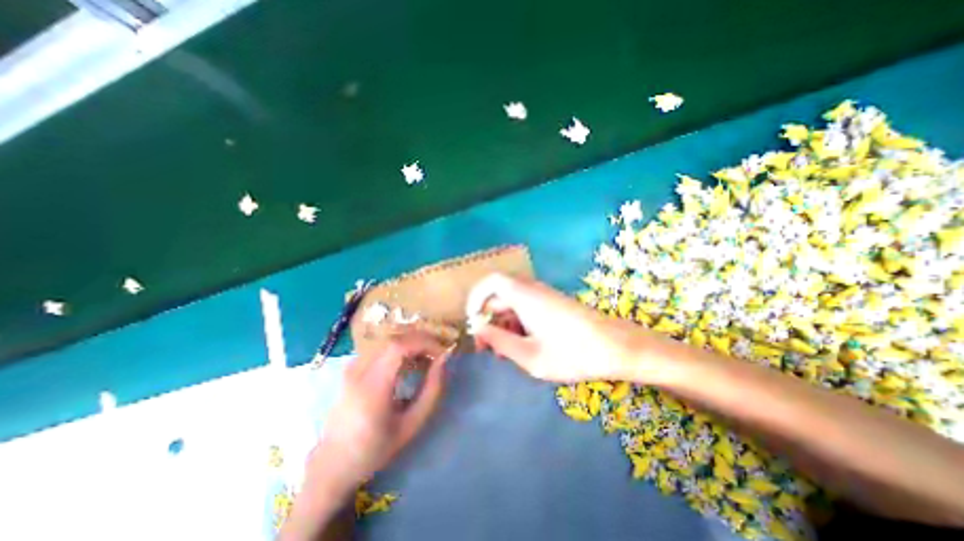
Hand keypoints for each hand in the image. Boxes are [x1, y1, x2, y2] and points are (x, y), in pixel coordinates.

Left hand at [306, 333, 450, 498]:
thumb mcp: (412, 424)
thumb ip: (432, 390)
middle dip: (422, 341)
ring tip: (426, 360)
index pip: (399, 346)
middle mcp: (359, 370)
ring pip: (389, 340)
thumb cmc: (375, 448)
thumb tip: (444, 359)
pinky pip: (381, 347)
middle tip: (437, 355)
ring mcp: (352, 366)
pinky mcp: (351, 367)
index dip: (425, 342)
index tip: (442, 353)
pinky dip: (400, 349)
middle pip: (395, 338)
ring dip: (412, 344)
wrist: (333, 464)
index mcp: (372, 387)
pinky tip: (408, 364)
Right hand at [468, 274, 655, 384]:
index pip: (490, 282)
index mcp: (524, 296)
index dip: (476, 298)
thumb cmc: (573, 353)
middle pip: (499, 296)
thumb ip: (500, 341)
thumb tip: (478, 329)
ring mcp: (544, 296)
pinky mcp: (552, 304)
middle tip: (487, 348)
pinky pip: (526, 308)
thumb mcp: (530, 355)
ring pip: (512, 304)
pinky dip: (517, 324)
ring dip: (503, 325)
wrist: (617, 347)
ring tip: (504, 352)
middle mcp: (532, 290)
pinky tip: (521, 345)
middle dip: (488, 320)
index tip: (472, 322)